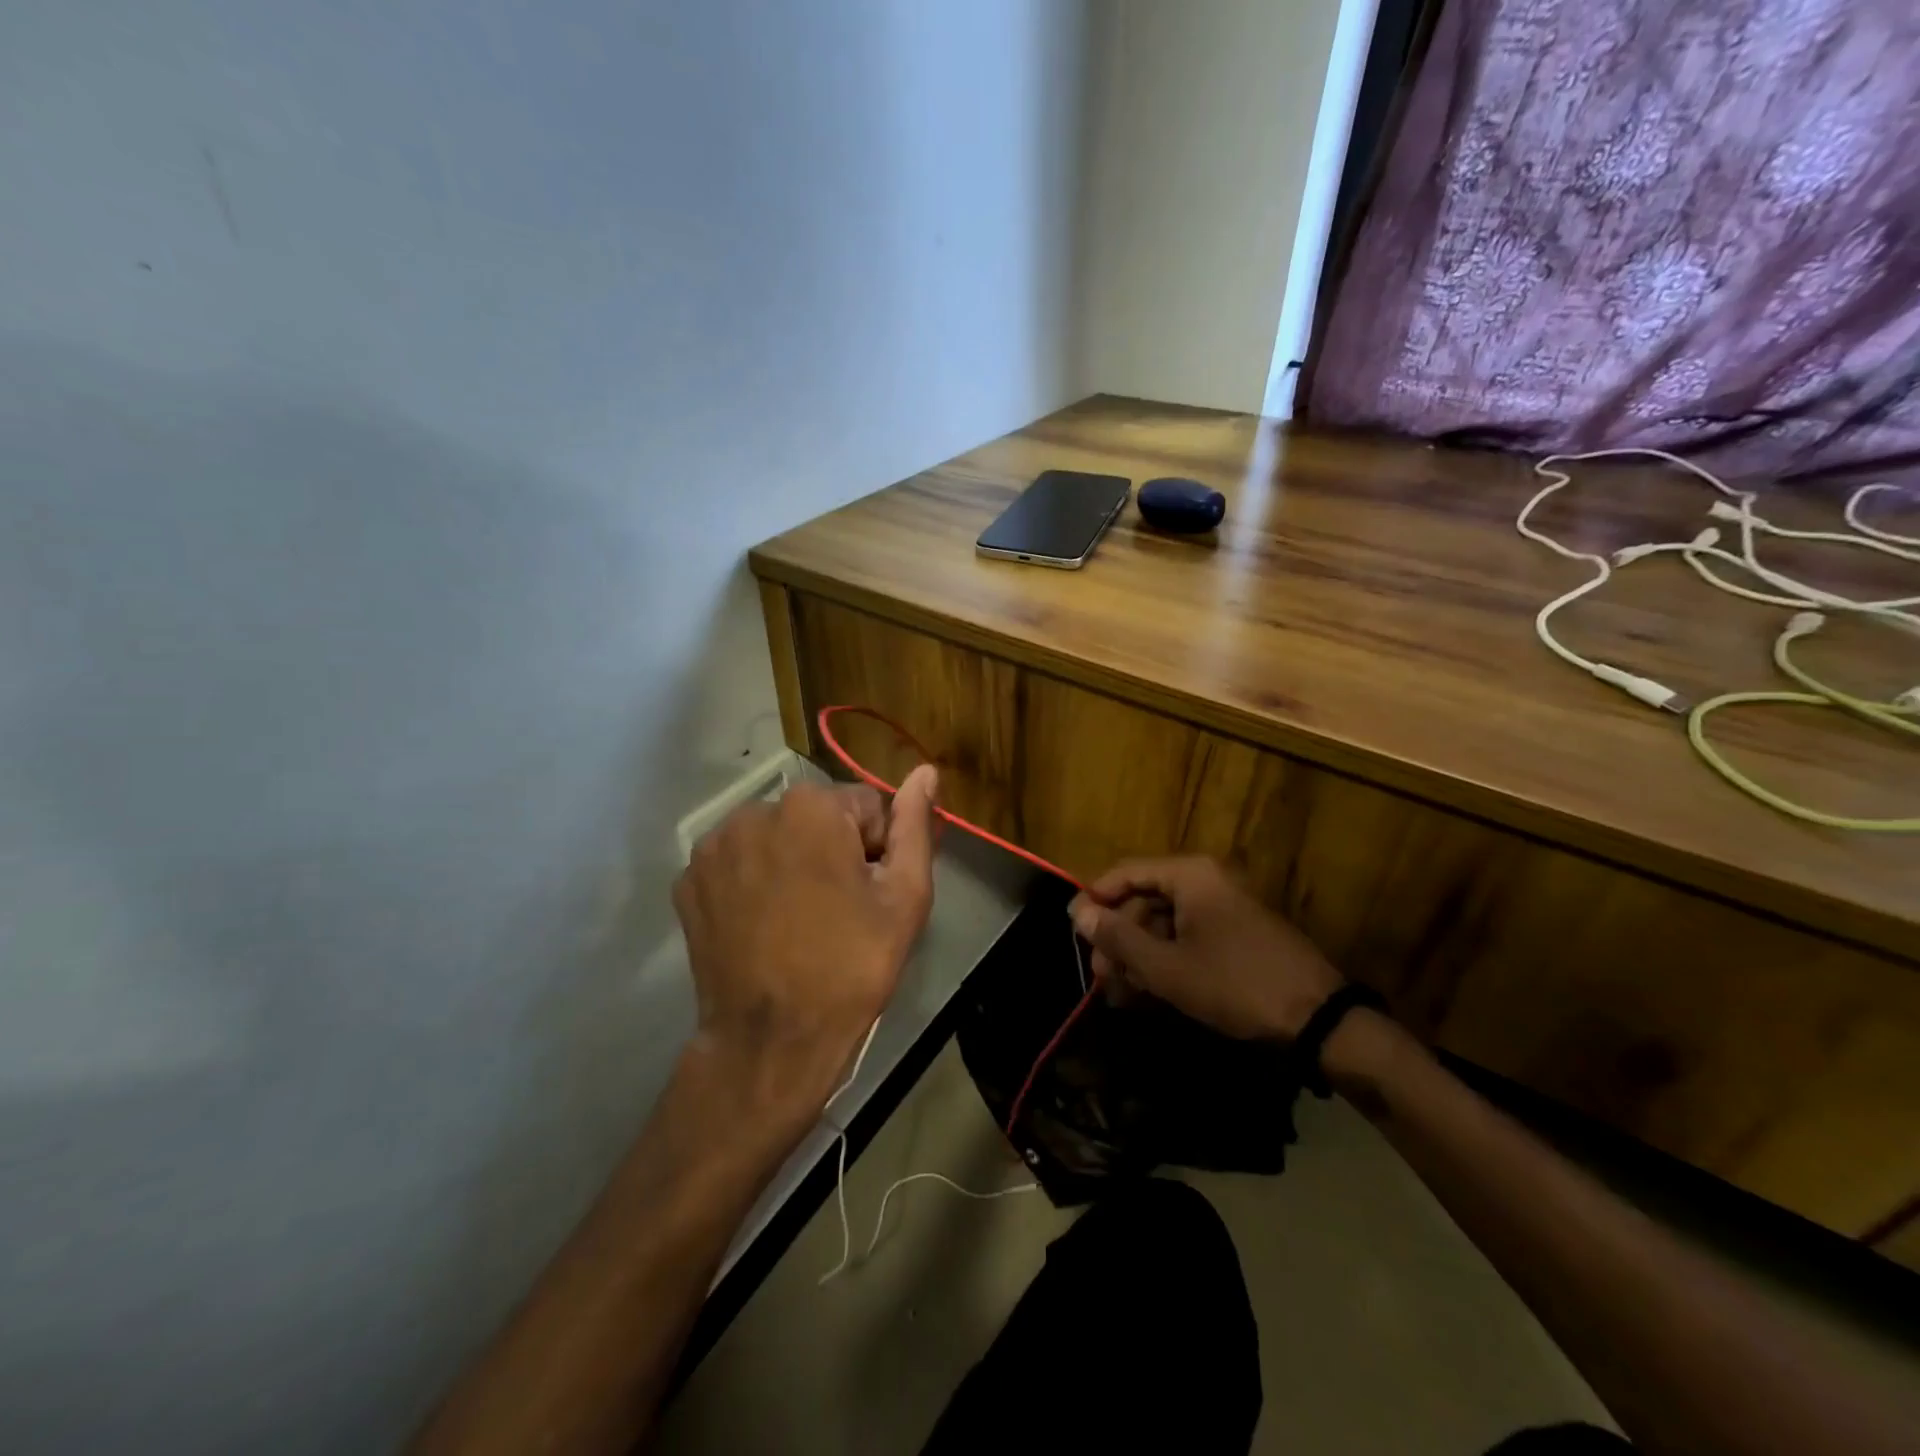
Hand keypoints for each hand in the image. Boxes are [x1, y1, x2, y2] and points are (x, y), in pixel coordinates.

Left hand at [672, 767, 938, 1124]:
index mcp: (811, 807)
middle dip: (833, 850)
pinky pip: (738, 863)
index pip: (865, 806)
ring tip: (801, 919)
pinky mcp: (687, 882)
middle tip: (840, 910)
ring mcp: (713, 848)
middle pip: (816, 817)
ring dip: (792, 861)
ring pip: (775, 837)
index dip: (877, 850)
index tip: (870, 894)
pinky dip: (753, 881)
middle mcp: (754, 811)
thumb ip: (915, 825)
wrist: (771, 1041)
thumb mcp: (905, 896)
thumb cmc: (851, 966)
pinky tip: (763, 924)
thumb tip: (926, 771)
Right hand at [1069, 857, 1342, 1041]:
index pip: (1126, 873)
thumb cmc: (1235, 984)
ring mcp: (1224, 907)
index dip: (1095, 900)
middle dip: (1118, 938)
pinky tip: (1148, 992)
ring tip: (1120, 993)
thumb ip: (1118, 938)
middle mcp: (1206, 881)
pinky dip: (1164, 960)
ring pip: (1163, 922)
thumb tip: (1078, 913)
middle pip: (1144, 899)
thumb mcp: (1167, 967)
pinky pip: (1187, 936)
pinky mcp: (1235, 934)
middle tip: (1099, 976)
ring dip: (1138, 955)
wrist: (1319, 1021)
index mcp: (1191, 875)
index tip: (1074, 932)